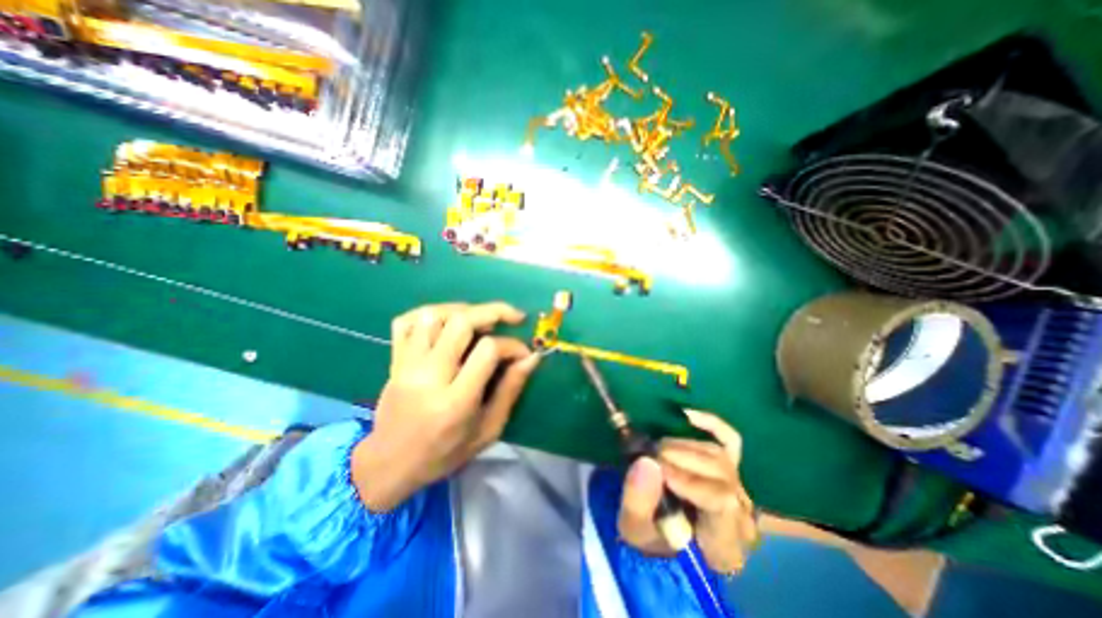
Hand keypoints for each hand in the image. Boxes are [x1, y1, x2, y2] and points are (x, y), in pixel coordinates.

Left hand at [351, 303, 540, 510]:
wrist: (388, 465)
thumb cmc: (444, 453)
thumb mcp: (488, 430)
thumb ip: (511, 390)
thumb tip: (531, 357)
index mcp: (455, 401)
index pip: (487, 350)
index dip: (512, 345)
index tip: (523, 353)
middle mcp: (428, 376)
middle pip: (461, 322)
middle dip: (493, 312)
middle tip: (513, 316)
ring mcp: (406, 365)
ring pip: (434, 315)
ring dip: (464, 310)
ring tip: (482, 320)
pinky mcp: (394, 360)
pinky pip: (407, 321)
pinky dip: (430, 313)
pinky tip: (447, 321)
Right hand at [616, 412, 762, 574]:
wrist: (663, 534)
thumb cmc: (651, 537)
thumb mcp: (634, 528)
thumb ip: (638, 502)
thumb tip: (647, 462)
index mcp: (724, 543)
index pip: (722, 502)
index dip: (689, 480)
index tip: (659, 470)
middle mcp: (742, 515)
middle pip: (721, 473)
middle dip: (680, 459)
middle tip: (650, 457)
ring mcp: (739, 487)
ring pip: (719, 454)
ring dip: (683, 446)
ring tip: (658, 450)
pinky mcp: (731, 466)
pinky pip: (730, 440)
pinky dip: (711, 424)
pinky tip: (687, 415)